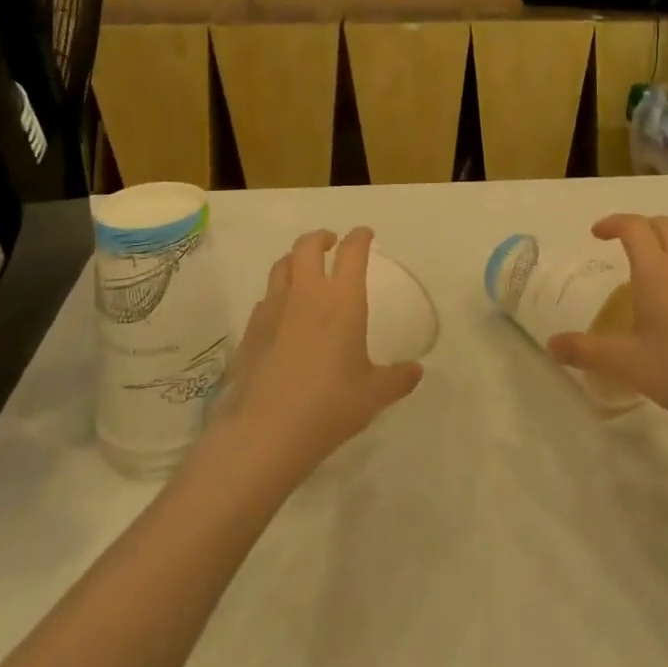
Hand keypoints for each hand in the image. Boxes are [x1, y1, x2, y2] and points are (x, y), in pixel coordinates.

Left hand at [214, 228, 422, 482]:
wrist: (266, 431)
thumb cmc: (329, 405)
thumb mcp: (374, 395)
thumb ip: (398, 378)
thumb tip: (416, 371)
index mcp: (342, 300)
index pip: (352, 252)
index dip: (360, 237)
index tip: (365, 235)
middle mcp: (306, 294)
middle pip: (307, 246)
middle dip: (321, 237)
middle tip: (331, 243)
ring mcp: (273, 310)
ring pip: (281, 266)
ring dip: (295, 261)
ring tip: (305, 272)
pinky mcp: (251, 330)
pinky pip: (265, 298)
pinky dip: (278, 294)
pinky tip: (283, 314)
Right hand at [547, 215, 667, 436]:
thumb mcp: (625, 364)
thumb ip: (585, 351)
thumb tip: (551, 345)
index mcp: (656, 271)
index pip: (634, 227)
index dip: (613, 223)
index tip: (597, 234)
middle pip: (664, 224)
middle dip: (641, 227)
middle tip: (624, 245)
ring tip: (660, 259)